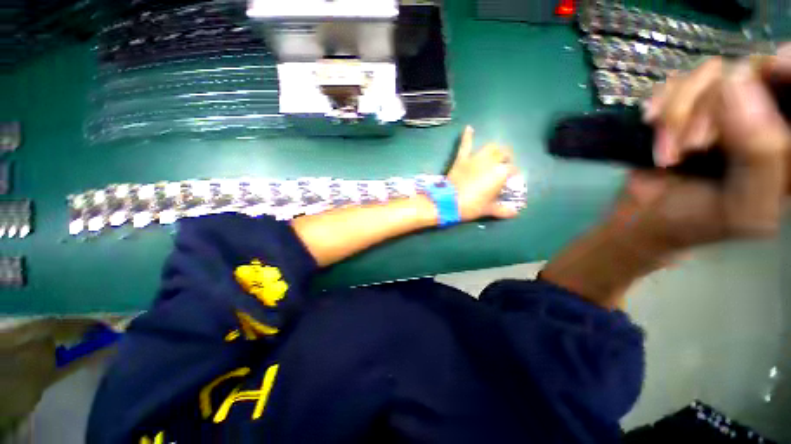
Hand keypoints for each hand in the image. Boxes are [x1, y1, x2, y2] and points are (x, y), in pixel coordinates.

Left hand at [446, 126, 519, 221]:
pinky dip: (467, 136)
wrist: (448, 202)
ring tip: (496, 153)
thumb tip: (516, 213)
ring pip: (489, 147)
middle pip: (503, 153)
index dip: (514, 174)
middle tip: (505, 165)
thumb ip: (502, 210)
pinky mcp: (461, 159)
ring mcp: (475, 159)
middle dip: (507, 158)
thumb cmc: (471, 206)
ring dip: (494, 149)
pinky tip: (469, 128)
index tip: (512, 179)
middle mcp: (490, 162)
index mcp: (499, 174)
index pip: (512, 169)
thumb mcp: (488, 209)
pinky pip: (465, 145)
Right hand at [624, 54, 790, 251]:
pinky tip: (653, 127)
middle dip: (714, 108)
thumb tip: (735, 83)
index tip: (773, 67)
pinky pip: (677, 81)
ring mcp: (724, 102)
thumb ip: (760, 154)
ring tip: (670, 152)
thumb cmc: (700, 218)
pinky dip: (661, 106)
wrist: (647, 216)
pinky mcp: (689, 101)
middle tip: (694, 146)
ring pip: (711, 74)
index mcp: (789, 142)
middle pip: (753, 72)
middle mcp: (764, 111)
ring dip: (679, 113)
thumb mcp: (742, 206)